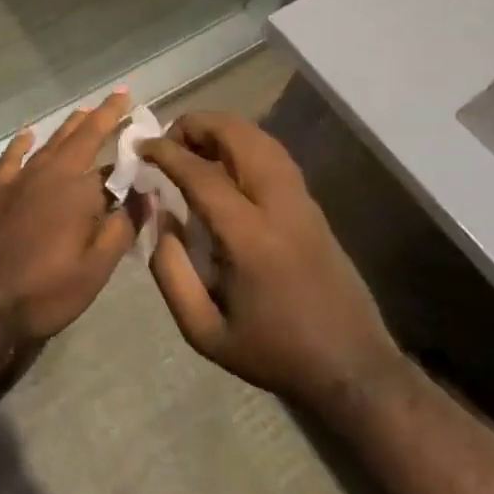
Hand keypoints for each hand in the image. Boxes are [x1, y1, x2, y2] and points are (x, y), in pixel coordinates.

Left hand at [0, 89, 135, 348]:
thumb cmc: (42, 292)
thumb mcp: (94, 270)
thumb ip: (122, 228)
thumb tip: (147, 193)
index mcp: (79, 192)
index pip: (113, 162)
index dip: (130, 147)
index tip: (144, 127)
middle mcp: (50, 174)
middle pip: (81, 137)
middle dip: (103, 115)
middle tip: (119, 95)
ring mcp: (18, 180)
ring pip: (50, 142)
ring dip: (70, 125)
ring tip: (85, 110)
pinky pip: (11, 158)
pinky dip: (21, 144)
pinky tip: (27, 135)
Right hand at [141, 111, 406, 406]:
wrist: (352, 368)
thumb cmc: (273, 352)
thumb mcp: (204, 331)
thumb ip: (170, 272)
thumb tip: (159, 217)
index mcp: (250, 239)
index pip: (202, 174)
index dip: (167, 153)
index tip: (141, 146)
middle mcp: (280, 207)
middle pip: (240, 137)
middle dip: (198, 125)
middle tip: (169, 140)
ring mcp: (303, 202)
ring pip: (262, 139)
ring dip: (223, 130)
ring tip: (194, 145)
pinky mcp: (315, 206)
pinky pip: (276, 155)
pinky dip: (245, 143)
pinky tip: (226, 162)